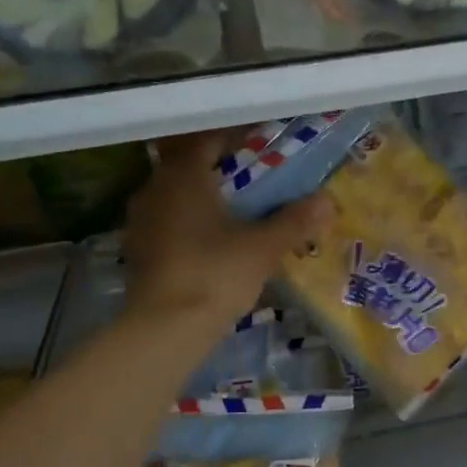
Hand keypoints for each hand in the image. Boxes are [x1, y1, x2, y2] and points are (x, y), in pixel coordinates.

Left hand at [121, 130, 331, 327]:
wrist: (166, 327)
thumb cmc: (216, 274)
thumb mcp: (263, 247)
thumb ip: (294, 221)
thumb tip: (328, 200)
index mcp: (184, 176)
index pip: (206, 140)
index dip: (233, 138)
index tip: (259, 142)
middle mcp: (156, 189)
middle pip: (188, 166)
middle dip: (218, 168)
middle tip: (252, 176)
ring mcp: (141, 220)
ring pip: (175, 195)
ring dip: (202, 196)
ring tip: (234, 208)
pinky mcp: (138, 249)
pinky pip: (167, 221)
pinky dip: (189, 222)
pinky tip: (210, 239)